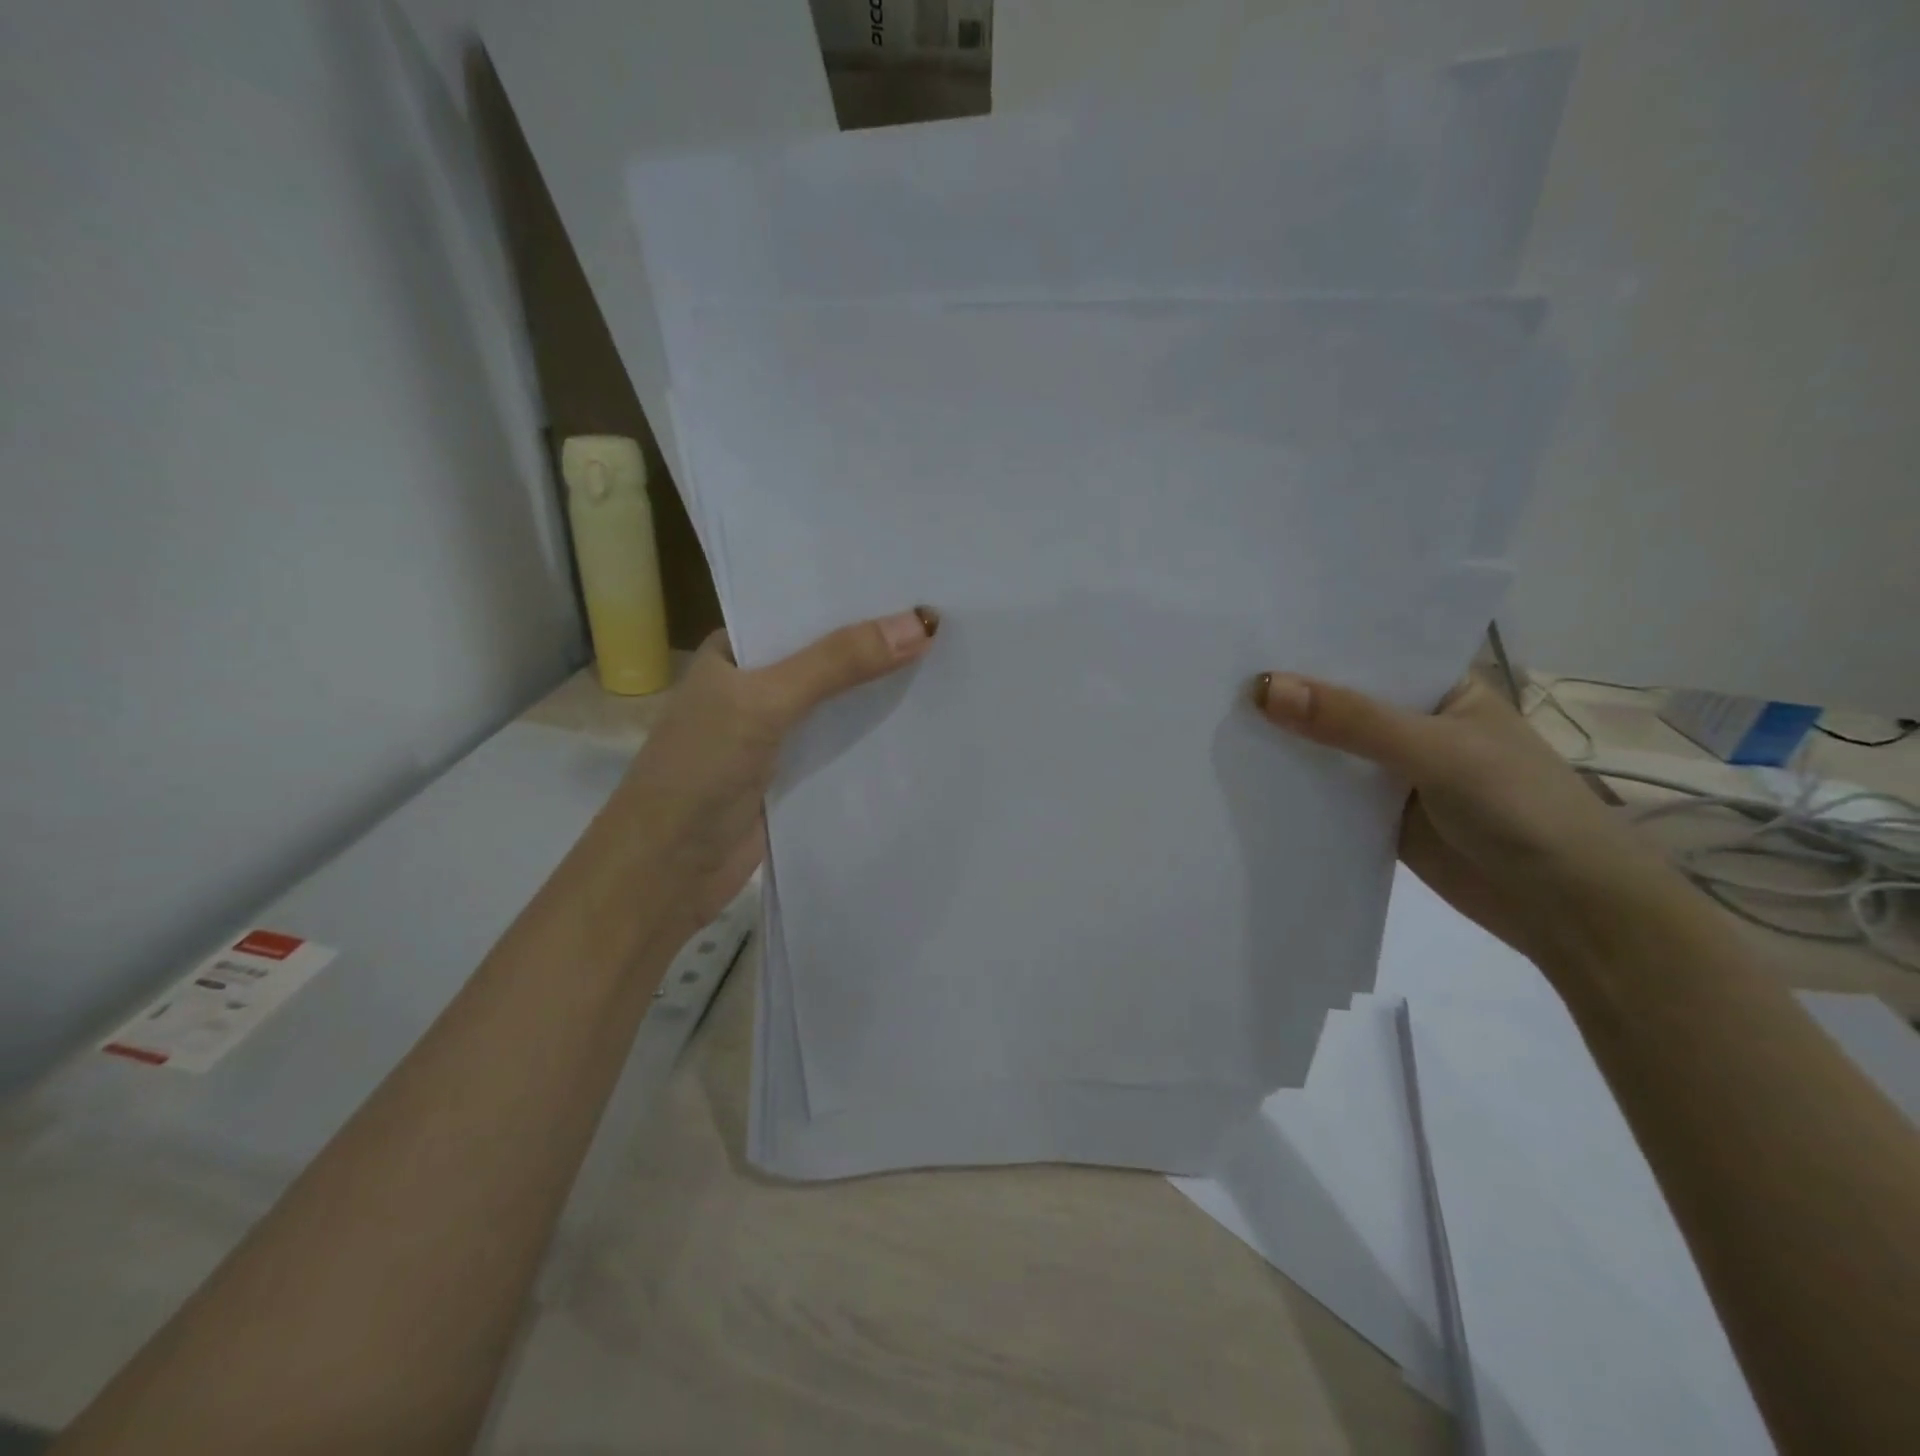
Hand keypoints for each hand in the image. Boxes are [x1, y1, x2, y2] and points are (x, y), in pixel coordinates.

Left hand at [612, 608, 939, 926]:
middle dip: (879, 642)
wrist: (665, 872)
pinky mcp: (795, 774)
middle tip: (949, 618)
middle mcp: (756, 685)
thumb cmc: (699, 770)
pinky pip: (843, 744)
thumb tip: (922, 622)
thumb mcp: (765, 702)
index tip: (918, 579)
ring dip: (881, 689)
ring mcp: (777, 732)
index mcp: (736, 651)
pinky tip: (923, 720)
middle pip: (828, 655)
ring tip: (950, 658)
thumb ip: (837, 663)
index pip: (803, 609)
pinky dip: (876, 735)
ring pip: (839, 701)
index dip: (856, 596)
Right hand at [1251, 669, 1684, 963]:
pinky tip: (1243, 773)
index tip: (1247, 633)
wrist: (1567, 909)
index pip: (1367, 653)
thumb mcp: (1436, 751)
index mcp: (1441, 687)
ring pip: (1327, 748)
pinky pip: (1326, 792)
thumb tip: (1262, 688)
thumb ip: (1351, 722)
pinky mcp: (1377, 815)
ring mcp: (1393, 771)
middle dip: (1288, 693)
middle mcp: (1413, 722)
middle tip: (1213, 674)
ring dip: (1285, 740)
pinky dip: (1293, 786)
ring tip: (1214, 717)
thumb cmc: (1520, 808)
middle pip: (1339, 701)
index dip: (1312, 644)